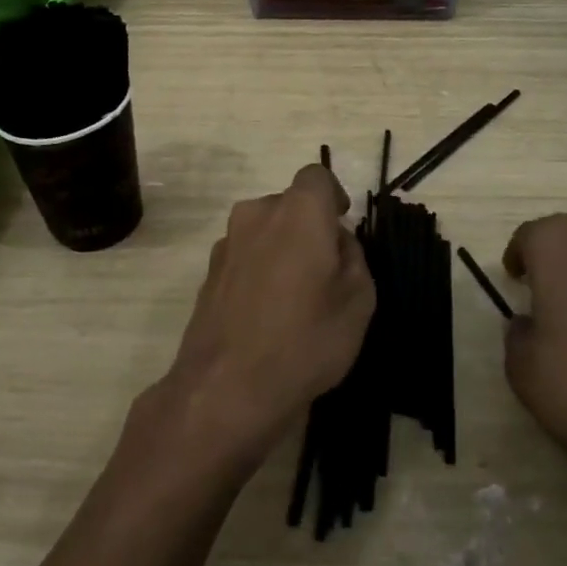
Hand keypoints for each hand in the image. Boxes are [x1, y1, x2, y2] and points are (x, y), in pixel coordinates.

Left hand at [156, 164, 374, 469]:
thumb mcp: (358, 300)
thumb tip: (336, 241)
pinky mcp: (208, 274)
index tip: (342, 224)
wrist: (227, 389)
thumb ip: (353, 256)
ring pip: (264, 231)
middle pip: (289, 205)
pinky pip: (245, 258)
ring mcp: (227, 244)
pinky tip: (268, 315)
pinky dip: (259, 272)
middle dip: (309, 226)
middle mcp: (257, 214)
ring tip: (297, 298)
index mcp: (297, 211)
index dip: (333, 195)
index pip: (317, 176)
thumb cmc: (305, 338)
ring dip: (282, 249)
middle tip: (326, 270)